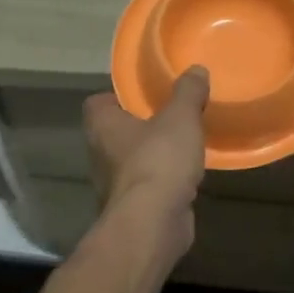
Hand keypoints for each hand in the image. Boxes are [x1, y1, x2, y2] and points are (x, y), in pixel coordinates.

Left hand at [83, 66, 210, 253]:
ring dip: (152, 155)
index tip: (143, 94)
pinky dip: (163, 181)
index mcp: (102, 126)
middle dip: (140, 125)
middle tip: (170, 115)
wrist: (153, 223)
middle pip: (116, 132)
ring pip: (132, 161)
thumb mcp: (180, 117)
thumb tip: (196, 69)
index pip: (97, 103)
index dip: (117, 96)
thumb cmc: (159, 160)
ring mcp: (114, 185)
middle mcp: (100, 154)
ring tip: (182, 145)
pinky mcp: (132, 209)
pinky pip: (147, 186)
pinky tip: (187, 176)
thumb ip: (188, 92)